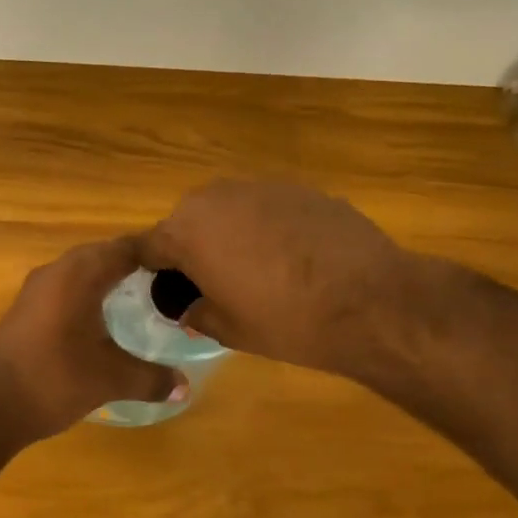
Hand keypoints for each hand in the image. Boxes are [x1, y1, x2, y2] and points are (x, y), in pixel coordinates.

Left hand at [0, 238, 181, 447]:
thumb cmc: (54, 379)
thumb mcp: (110, 379)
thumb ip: (151, 378)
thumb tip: (185, 386)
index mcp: (79, 274)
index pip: (126, 247)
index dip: (156, 253)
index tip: (185, 266)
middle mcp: (56, 271)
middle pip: (102, 254)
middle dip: (135, 264)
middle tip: (170, 283)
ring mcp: (36, 290)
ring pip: (80, 271)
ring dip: (109, 279)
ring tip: (142, 299)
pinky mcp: (25, 310)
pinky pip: (65, 289)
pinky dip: (88, 295)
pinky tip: (103, 321)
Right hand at [138, 179, 409, 375]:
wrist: (371, 300)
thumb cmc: (286, 320)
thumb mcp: (228, 330)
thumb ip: (195, 313)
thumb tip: (187, 307)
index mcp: (187, 232)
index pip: (147, 246)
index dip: (148, 269)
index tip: (160, 290)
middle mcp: (216, 198)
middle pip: (187, 221)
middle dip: (191, 248)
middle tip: (211, 284)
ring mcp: (261, 187)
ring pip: (228, 210)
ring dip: (229, 234)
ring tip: (254, 270)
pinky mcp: (299, 188)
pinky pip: (265, 207)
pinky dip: (267, 228)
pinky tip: (292, 258)